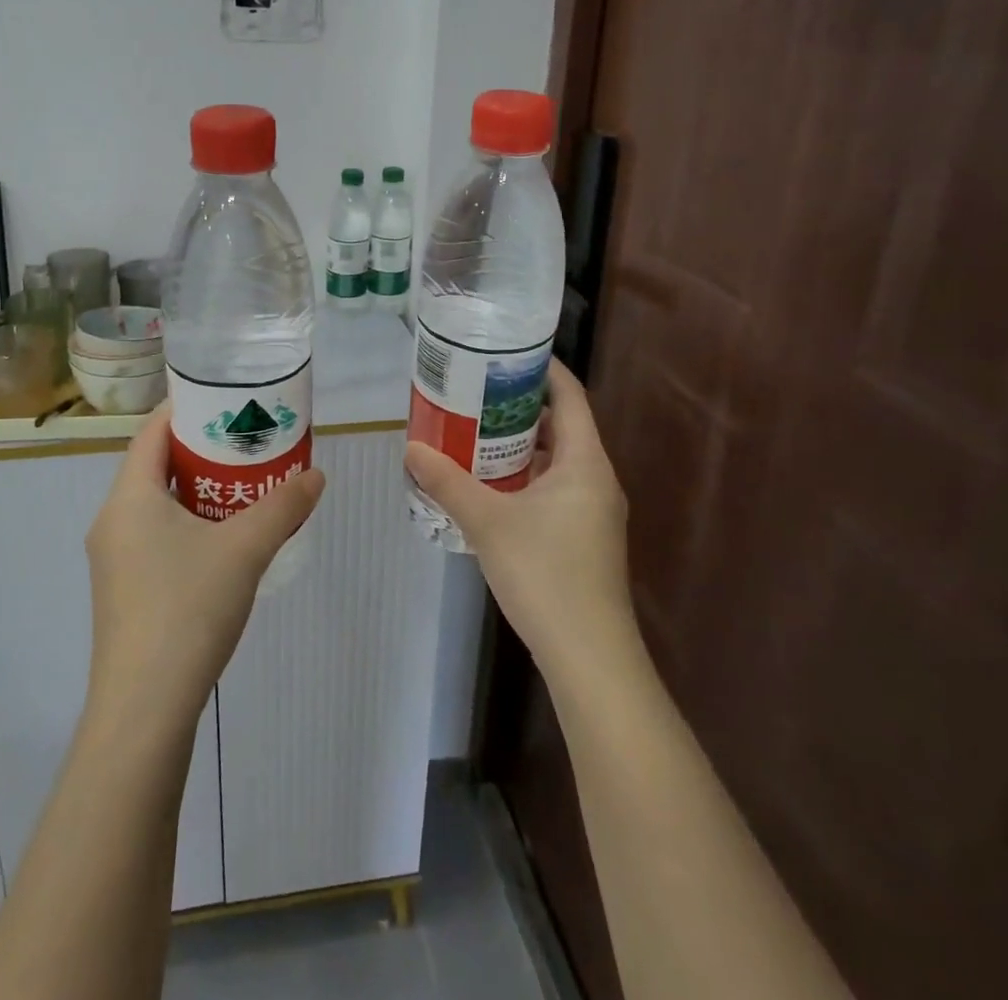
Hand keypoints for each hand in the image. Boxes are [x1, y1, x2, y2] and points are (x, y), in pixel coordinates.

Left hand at [84, 405, 325, 730]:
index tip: (226, 400)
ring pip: (156, 504)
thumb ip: (283, 506)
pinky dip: (187, 522)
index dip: (186, 409)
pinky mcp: (123, 591)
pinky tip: (223, 539)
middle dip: (200, 449)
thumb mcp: (244, 549)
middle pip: (154, 465)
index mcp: (129, 497)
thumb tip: (316, 475)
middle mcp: (112, 520)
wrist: (144, 708)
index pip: (151, 431)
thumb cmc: (187, 608)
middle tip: (246, 441)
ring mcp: (114, 559)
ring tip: (242, 484)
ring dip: (196, 489)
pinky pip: (155, 536)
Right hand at [405, 362, 632, 678]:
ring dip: (520, 444)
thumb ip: (448, 482)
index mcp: (585, 461)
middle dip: (519, 406)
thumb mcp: (488, 522)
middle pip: (562, 425)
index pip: (570, 395)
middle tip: (475, 391)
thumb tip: (411, 448)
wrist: (590, 656)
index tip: (505, 351)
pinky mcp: (584, 537)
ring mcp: (593, 511)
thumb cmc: (546, 574)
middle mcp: (596, 478)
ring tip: (474, 431)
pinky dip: (525, 476)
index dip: (542, 368)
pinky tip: (489, 485)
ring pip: (556, 460)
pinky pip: (554, 488)